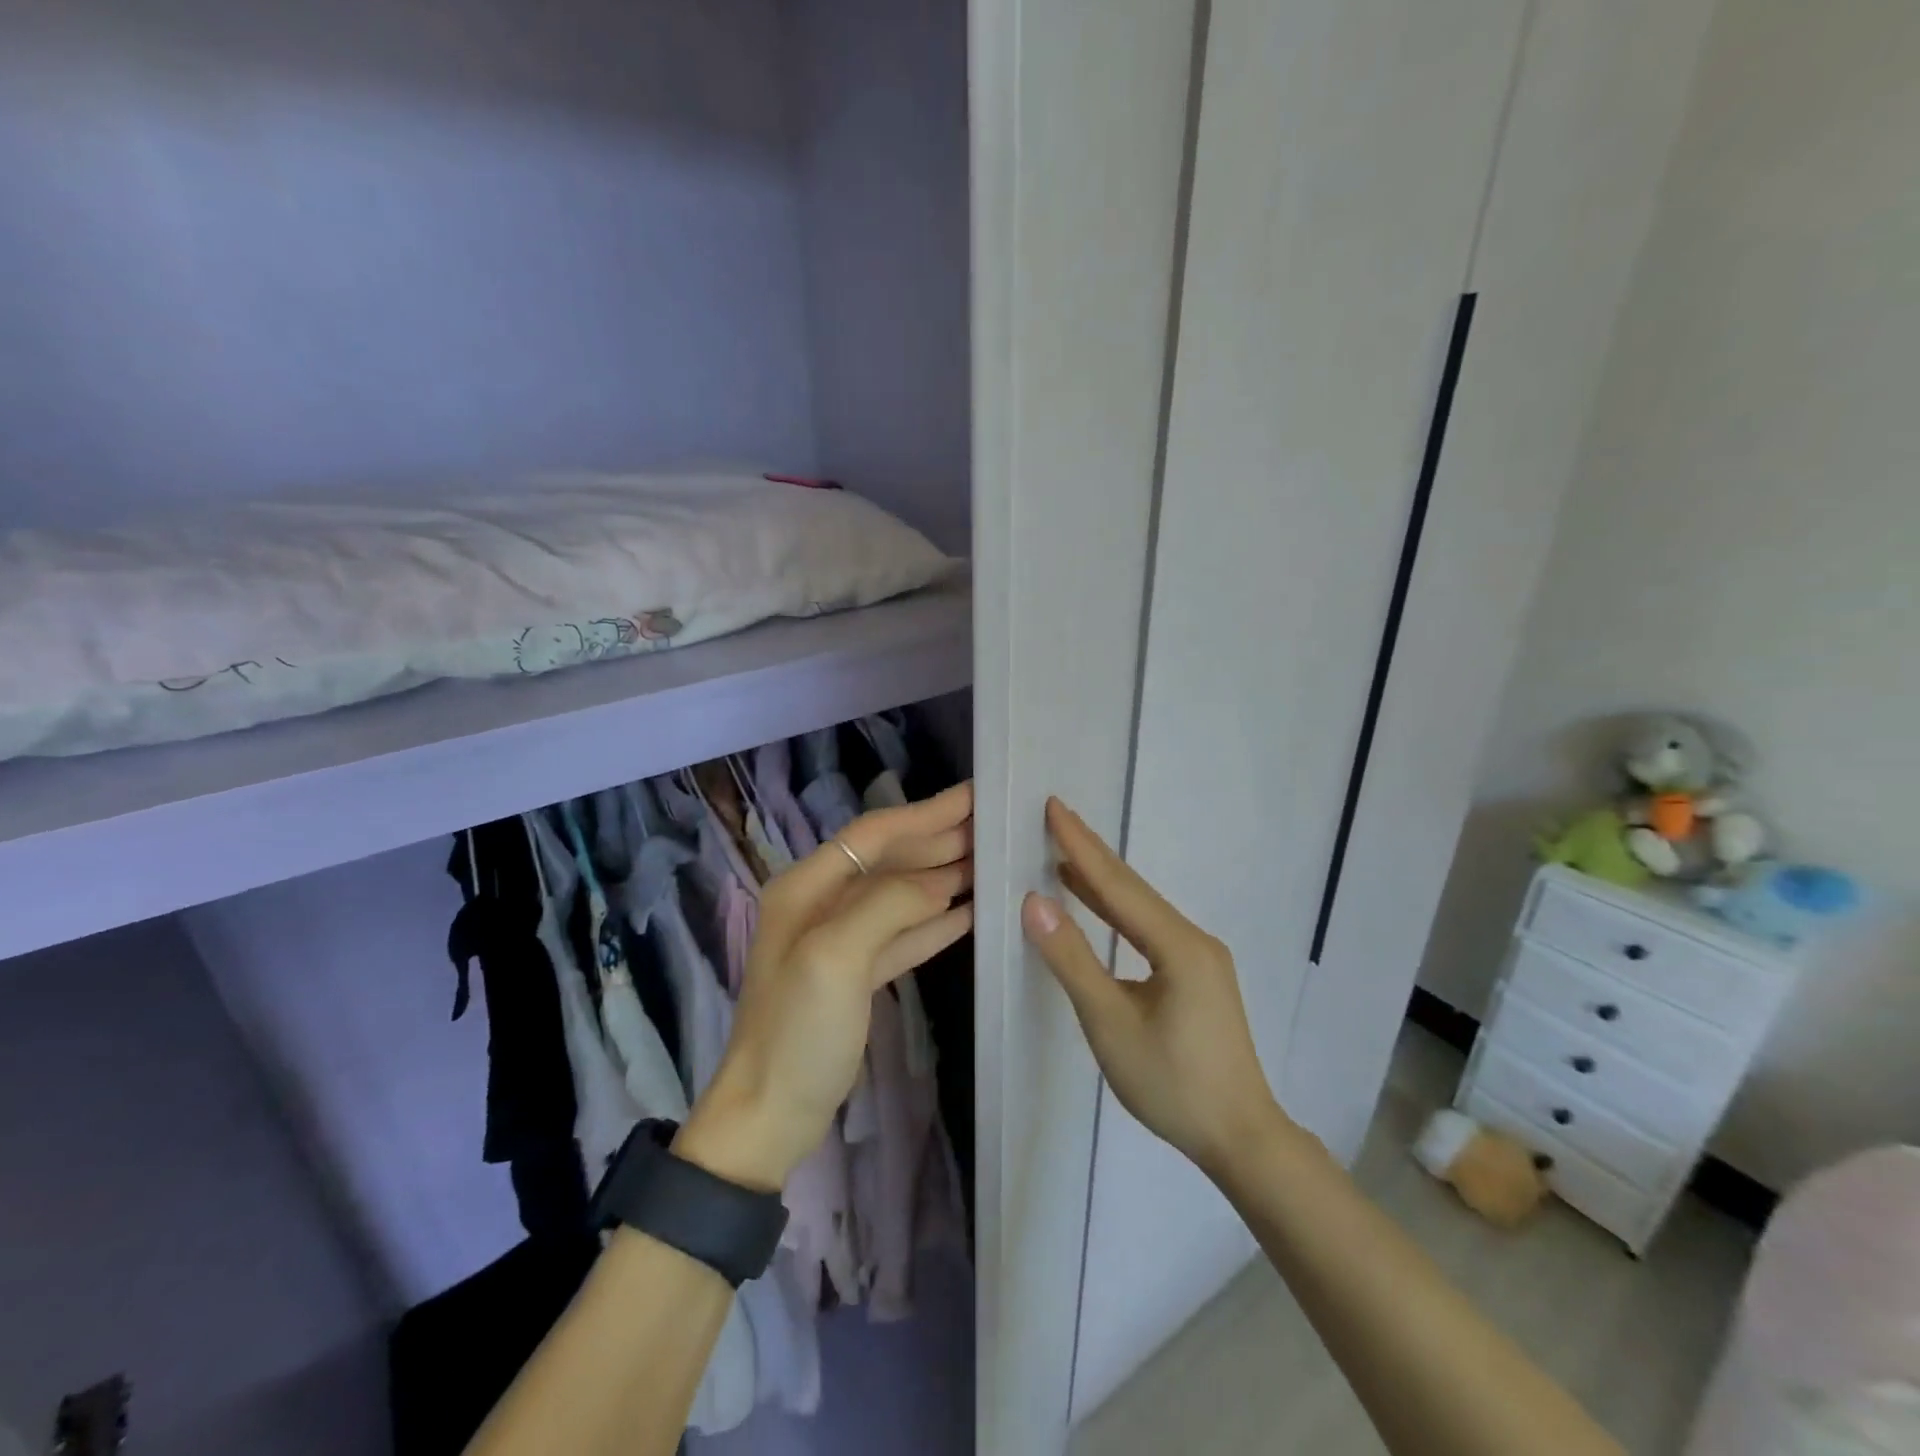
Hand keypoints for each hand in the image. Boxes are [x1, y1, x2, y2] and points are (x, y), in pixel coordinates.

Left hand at [675, 782, 974, 1190]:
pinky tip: (971, 910)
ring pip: (901, 894)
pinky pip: (904, 933)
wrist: (770, 1115)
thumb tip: (941, 880)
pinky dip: (937, 920)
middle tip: (994, 825)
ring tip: (992, 859)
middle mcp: (822, 903)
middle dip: (939, 840)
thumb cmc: (797, 1030)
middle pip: (889, 859)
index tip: (973, 795)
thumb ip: (888, 905)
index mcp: (807, 887)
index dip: (924, 812)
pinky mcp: (858, 974)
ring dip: (944, 876)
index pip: (874, 834)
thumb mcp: (835, 957)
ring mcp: (841, 939)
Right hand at [1021, 797, 1283, 1177]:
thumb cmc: (1172, 1083)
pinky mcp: (1195, 977)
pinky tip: (1096, 906)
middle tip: (1056, 817)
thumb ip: (1072, 959)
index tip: (1054, 806)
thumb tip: (1035, 902)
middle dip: (1092, 853)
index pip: (1119, 885)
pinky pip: (1147, 930)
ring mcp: (1198, 958)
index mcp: (1178, 945)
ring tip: (1065, 854)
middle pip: (1133, 889)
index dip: (1082, 846)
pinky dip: (1116, 913)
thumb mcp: (1110, 1023)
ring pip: (1141, 909)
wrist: (1240, 1138)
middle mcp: (1193, 940)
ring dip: (1102, 882)